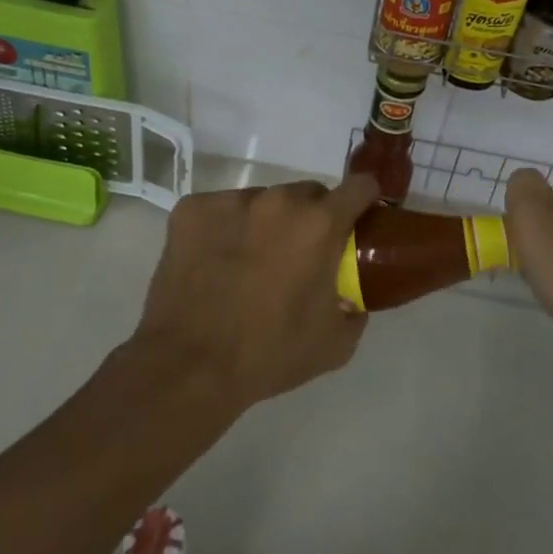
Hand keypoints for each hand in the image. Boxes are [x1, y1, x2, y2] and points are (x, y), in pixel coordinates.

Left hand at [130, 175, 376, 414]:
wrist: (188, 367)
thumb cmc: (269, 354)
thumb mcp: (335, 342)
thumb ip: (355, 307)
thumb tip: (354, 294)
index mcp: (319, 224)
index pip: (359, 186)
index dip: (364, 200)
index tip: (358, 219)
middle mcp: (278, 200)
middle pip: (307, 194)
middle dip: (310, 218)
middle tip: (299, 255)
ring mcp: (231, 200)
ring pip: (263, 201)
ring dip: (266, 223)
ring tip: (249, 263)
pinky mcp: (192, 208)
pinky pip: (221, 210)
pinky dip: (224, 229)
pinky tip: (215, 263)